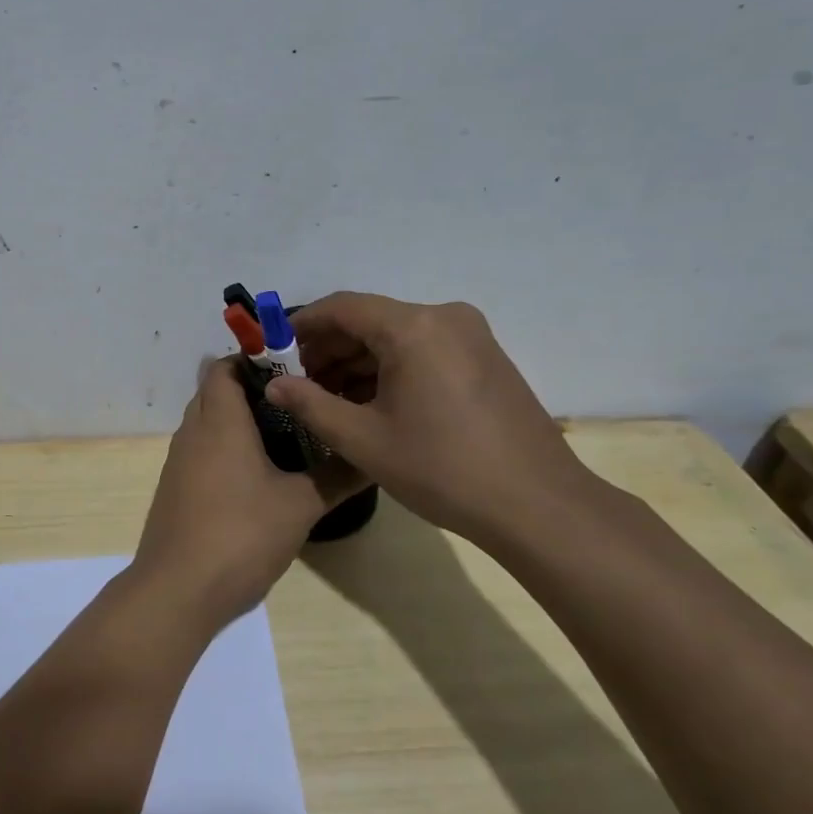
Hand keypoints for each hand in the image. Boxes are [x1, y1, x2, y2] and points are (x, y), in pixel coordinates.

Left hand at [134, 358, 363, 629]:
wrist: (178, 589)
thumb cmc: (241, 535)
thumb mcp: (300, 506)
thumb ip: (337, 476)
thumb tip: (373, 455)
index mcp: (219, 421)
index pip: (224, 367)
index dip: (253, 360)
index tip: (293, 370)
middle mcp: (193, 431)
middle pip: (215, 391)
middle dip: (252, 390)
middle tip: (298, 402)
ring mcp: (179, 461)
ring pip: (208, 422)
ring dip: (239, 421)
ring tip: (286, 435)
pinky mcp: (176, 488)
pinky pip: (202, 450)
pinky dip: (226, 448)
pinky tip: (258, 475)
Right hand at [264, 293, 604, 550]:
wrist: (538, 506)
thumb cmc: (442, 468)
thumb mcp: (362, 439)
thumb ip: (309, 404)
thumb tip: (273, 385)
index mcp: (413, 327)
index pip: (342, 307)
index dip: (301, 325)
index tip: (274, 350)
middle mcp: (444, 317)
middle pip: (370, 319)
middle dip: (329, 348)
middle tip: (299, 383)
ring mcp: (470, 336)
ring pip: (396, 336)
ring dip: (357, 361)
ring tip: (329, 399)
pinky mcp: (485, 358)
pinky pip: (423, 349)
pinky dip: (390, 368)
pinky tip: (370, 403)